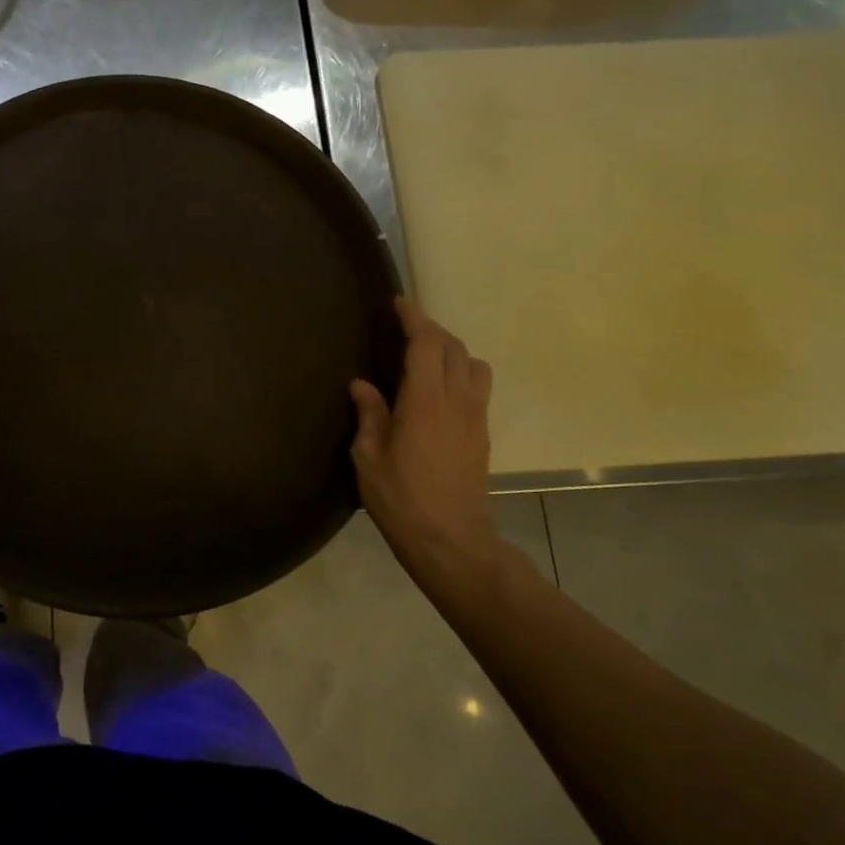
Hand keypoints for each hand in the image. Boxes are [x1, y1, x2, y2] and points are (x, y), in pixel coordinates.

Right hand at [349, 299, 495, 585]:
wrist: (451, 540)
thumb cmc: (400, 499)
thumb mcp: (369, 457)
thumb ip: (369, 415)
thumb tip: (362, 384)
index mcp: (425, 402)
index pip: (426, 344)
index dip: (414, 318)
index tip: (398, 303)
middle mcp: (457, 401)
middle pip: (454, 348)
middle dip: (431, 329)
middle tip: (406, 325)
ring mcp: (475, 418)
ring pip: (474, 365)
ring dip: (452, 349)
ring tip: (427, 353)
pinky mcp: (482, 434)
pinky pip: (478, 387)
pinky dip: (461, 371)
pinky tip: (440, 386)